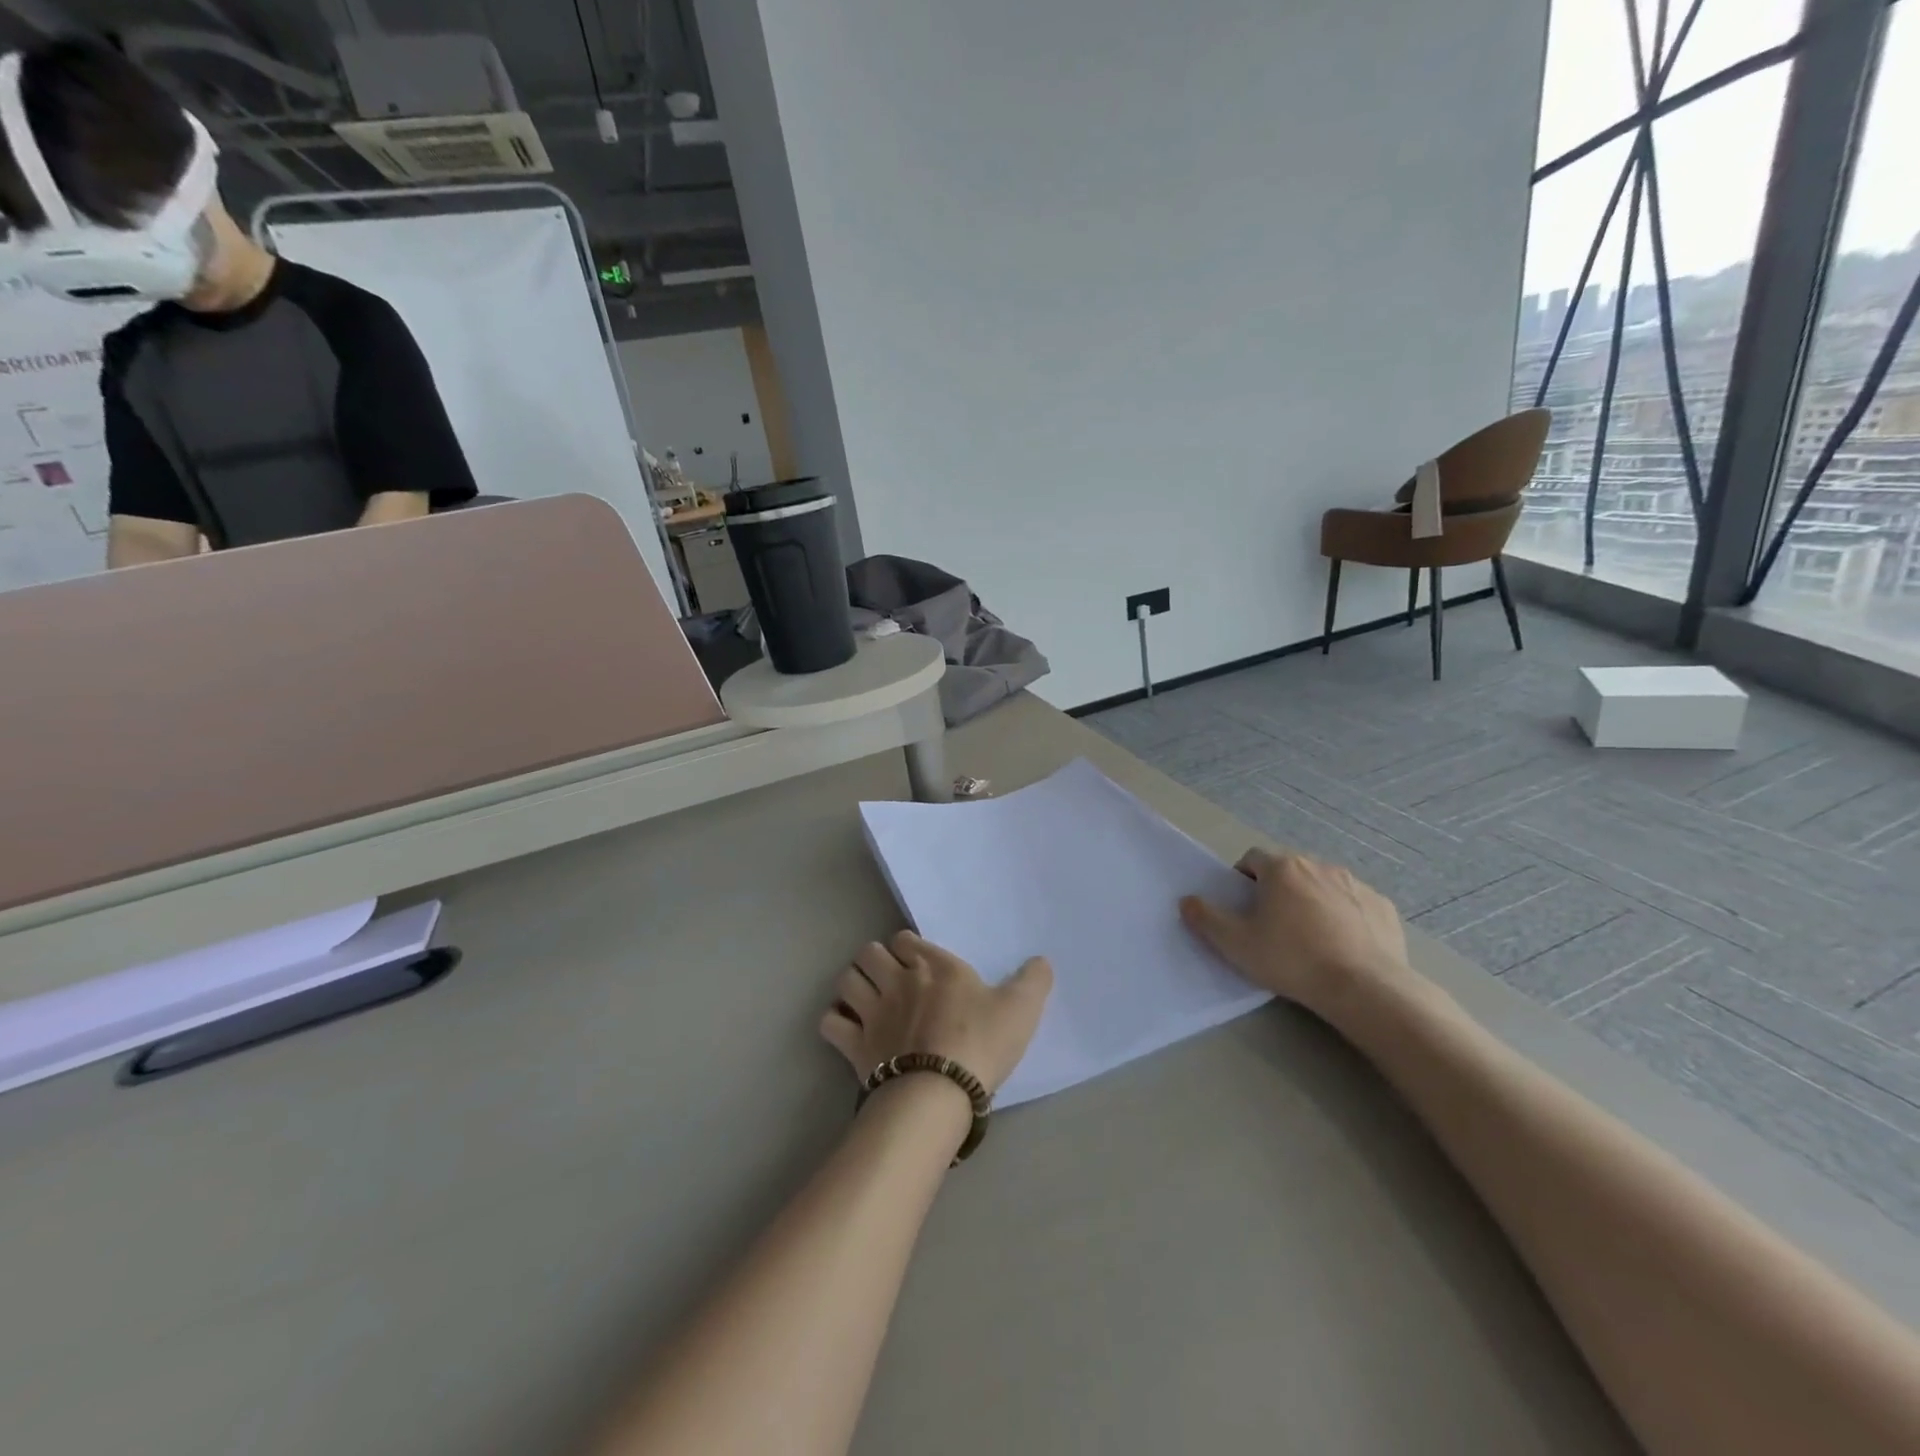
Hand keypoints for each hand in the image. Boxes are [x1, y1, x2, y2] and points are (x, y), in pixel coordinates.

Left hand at [820, 931, 1052, 1095]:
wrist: (941, 1091)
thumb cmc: (981, 1043)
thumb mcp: (1021, 1008)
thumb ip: (1033, 980)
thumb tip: (1042, 960)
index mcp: (935, 965)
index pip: (905, 938)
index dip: (909, 948)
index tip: (919, 964)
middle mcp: (898, 979)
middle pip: (868, 952)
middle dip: (875, 961)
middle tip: (890, 980)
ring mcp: (873, 1011)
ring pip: (846, 980)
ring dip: (854, 986)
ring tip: (867, 1000)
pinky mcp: (855, 1044)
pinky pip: (831, 1022)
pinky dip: (836, 1022)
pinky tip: (849, 1030)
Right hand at [1179, 850, 1410, 1011]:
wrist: (1365, 988)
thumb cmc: (1292, 959)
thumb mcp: (1235, 944)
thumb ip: (1205, 918)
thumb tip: (1187, 901)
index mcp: (1282, 869)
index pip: (1252, 859)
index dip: (1243, 879)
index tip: (1244, 908)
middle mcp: (1319, 866)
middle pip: (1289, 870)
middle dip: (1278, 890)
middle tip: (1273, 926)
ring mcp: (1356, 884)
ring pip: (1323, 885)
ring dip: (1312, 901)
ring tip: (1310, 939)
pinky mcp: (1383, 907)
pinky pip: (1355, 905)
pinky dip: (1345, 917)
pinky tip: (1343, 947)